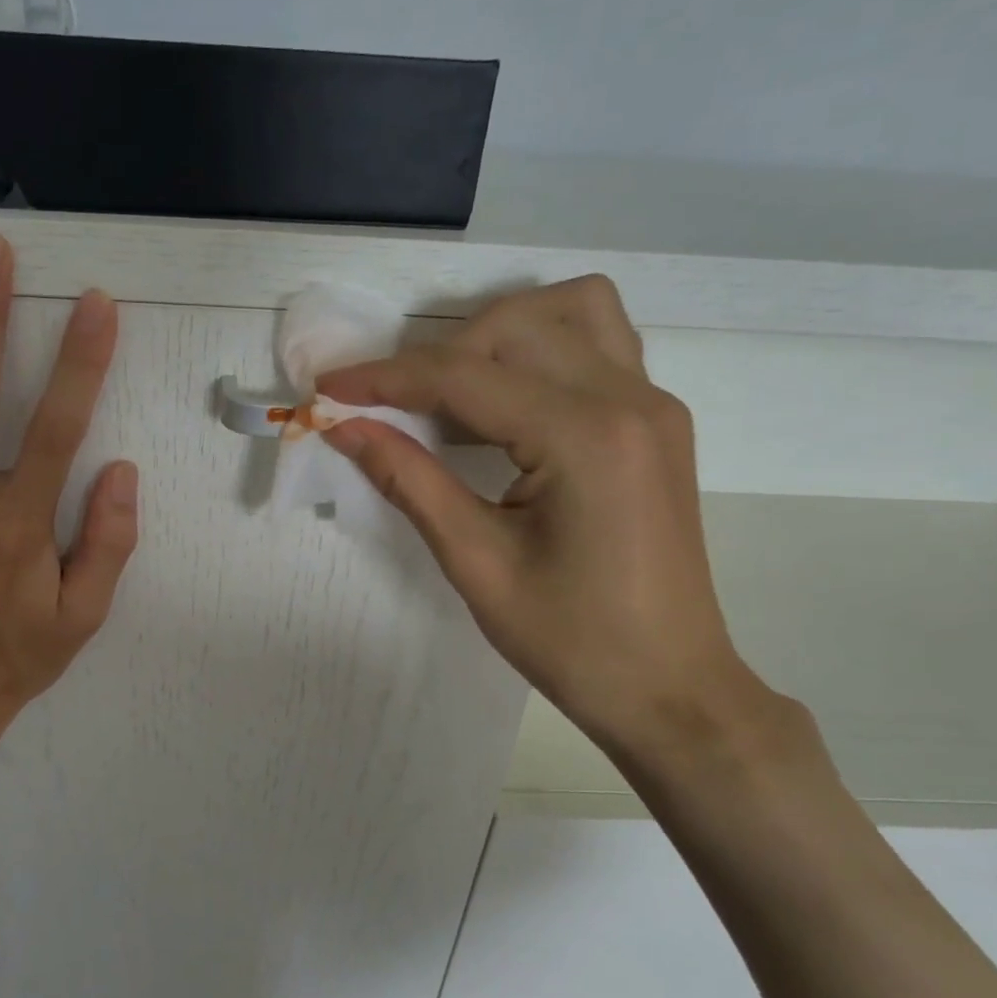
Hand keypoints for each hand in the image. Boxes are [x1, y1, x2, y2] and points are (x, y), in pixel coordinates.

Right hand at [319, 274, 789, 775]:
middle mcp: (628, 398)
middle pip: (514, 325)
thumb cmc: (570, 640)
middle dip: (436, 354)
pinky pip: (599, 342)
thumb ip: (408, 480)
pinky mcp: (657, 419)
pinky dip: (541, 347)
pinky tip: (507, 399)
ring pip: (568, 310)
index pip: (465, 377)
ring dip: (497, 332)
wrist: (668, 686)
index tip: (328, 387)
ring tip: (451, 389)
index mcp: (584, 437)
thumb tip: (345, 427)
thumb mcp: (476, 562)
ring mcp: (653, 403)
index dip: (386, 378)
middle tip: (389, 406)